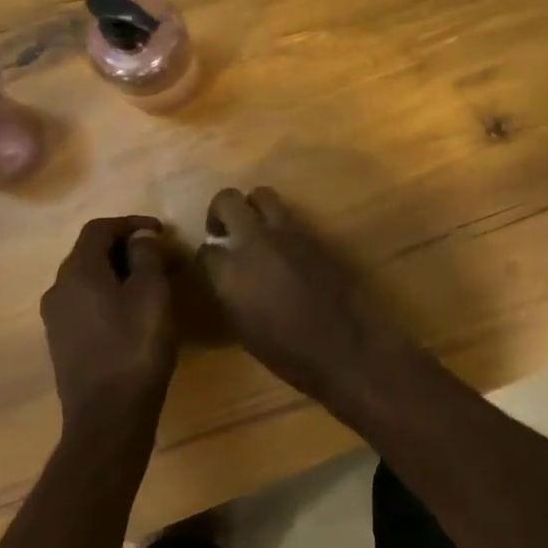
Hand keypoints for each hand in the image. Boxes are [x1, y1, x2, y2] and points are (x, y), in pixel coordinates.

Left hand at [39, 216, 175, 428]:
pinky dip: (110, 295)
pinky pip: (86, 303)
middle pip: (91, 252)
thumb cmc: (135, 347)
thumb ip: (145, 256)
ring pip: (89, 279)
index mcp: (77, 272)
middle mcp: (58, 289)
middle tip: (162, 257)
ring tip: (154, 283)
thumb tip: (140, 237)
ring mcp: (56, 319)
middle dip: (127, 248)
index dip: (131, 223)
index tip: (161, 232)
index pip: (99, 228)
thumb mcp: (152, 293)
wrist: (108, 418)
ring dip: (120, 272)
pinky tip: (135, 312)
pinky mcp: (63, 343)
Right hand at [199, 188, 401, 401]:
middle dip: (219, 211)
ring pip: (262, 195)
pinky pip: (289, 216)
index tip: (210, 263)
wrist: (342, 347)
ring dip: (252, 207)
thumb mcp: (242, 326)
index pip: (205, 249)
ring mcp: (288, 233)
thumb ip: (228, 291)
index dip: (205, 256)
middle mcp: (256, 242)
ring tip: (254, 229)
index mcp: (232, 271)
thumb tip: (224, 273)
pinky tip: (284, 246)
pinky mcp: (313, 233)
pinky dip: (280, 224)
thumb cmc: (286, 352)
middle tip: (223, 230)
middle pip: (228, 200)